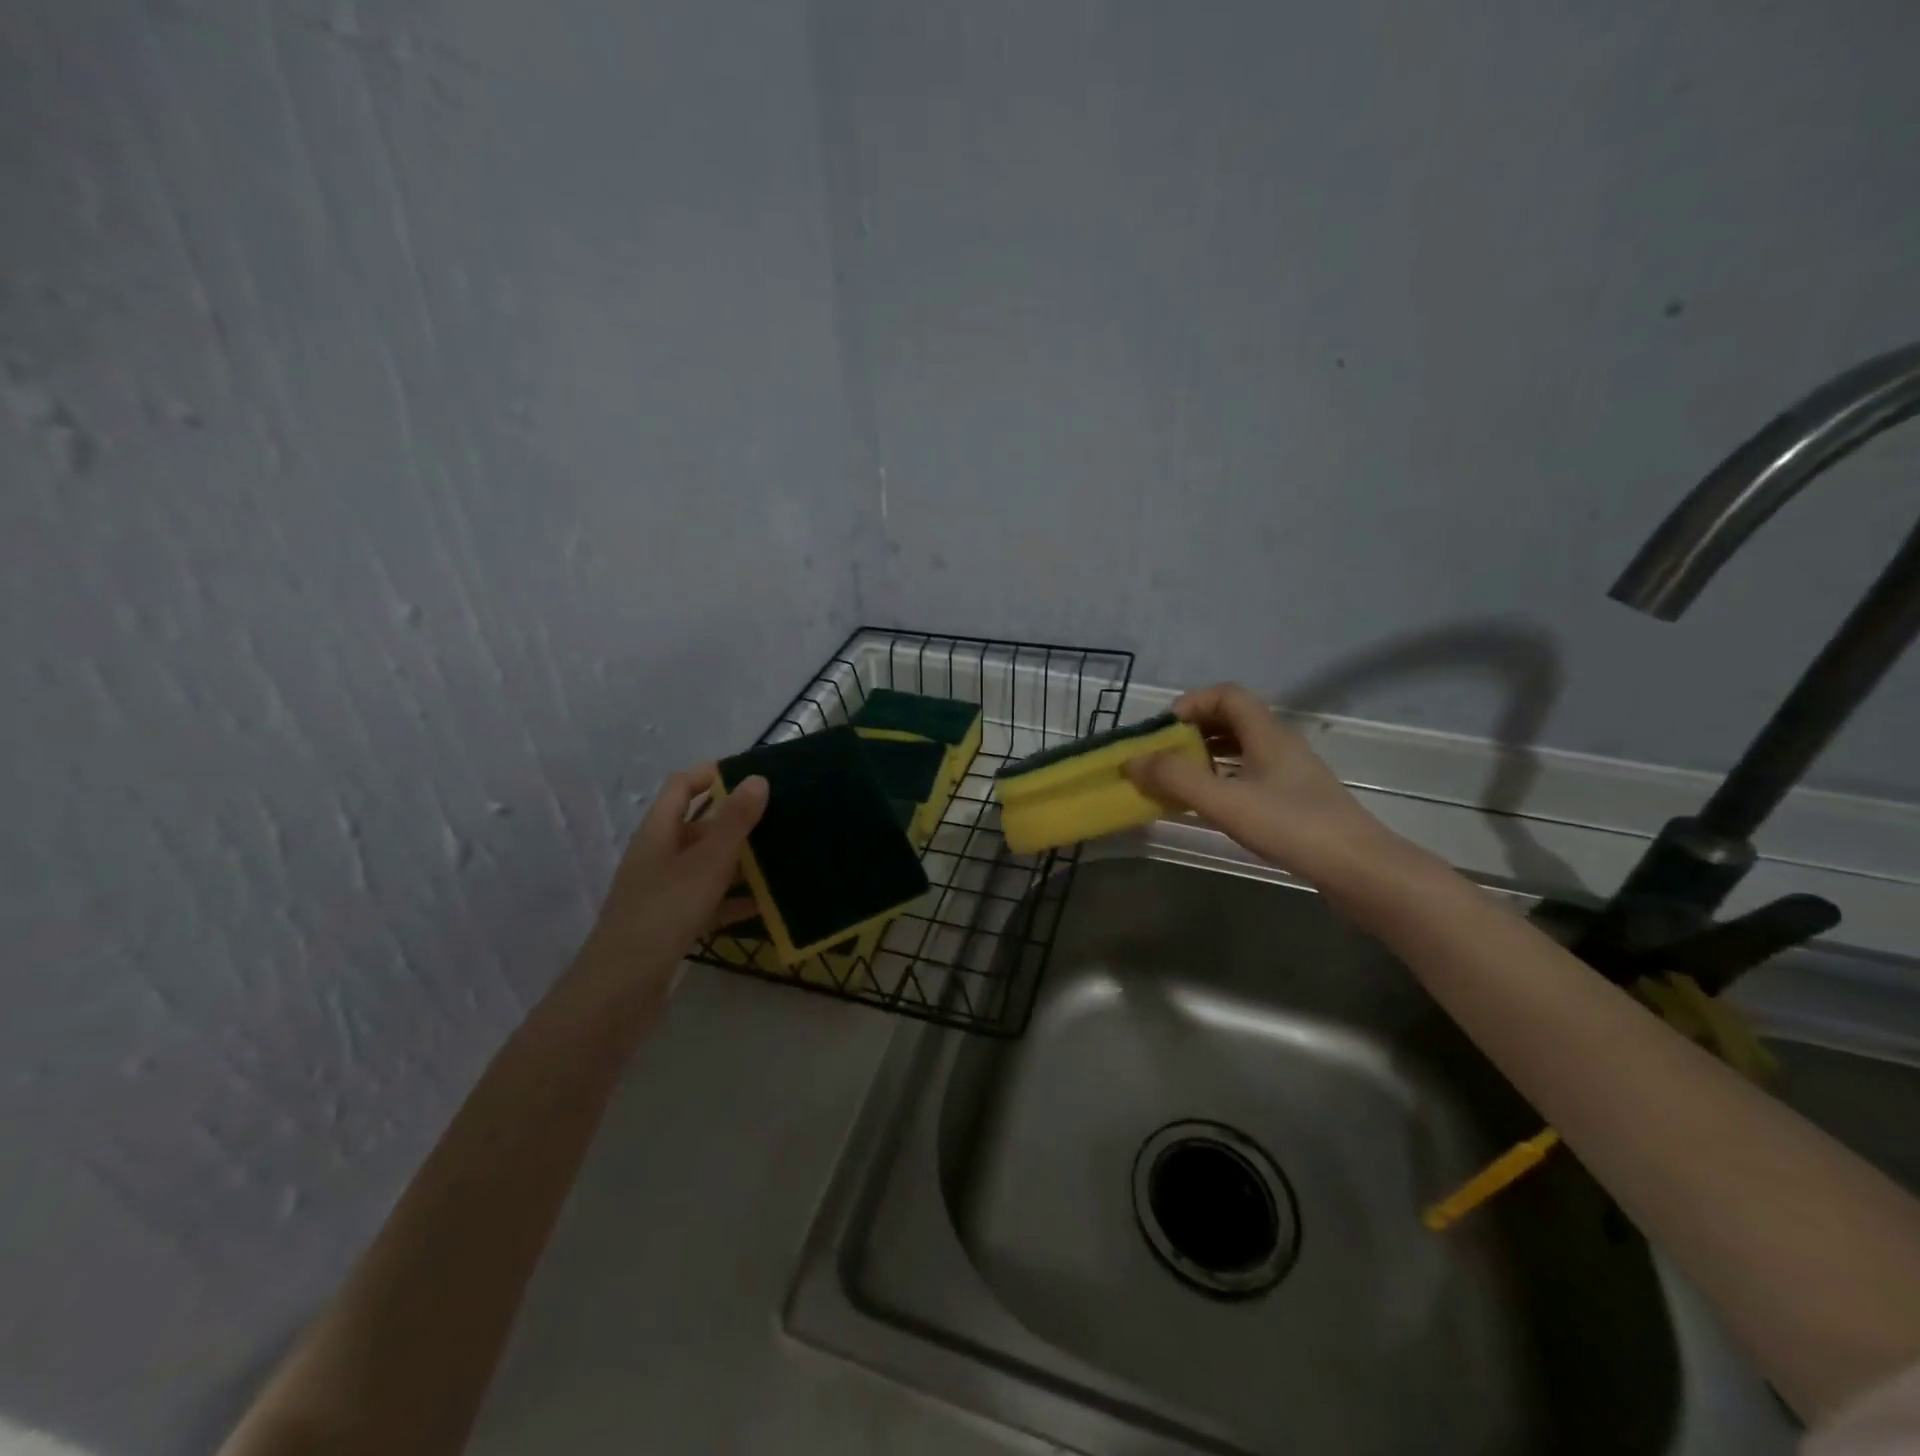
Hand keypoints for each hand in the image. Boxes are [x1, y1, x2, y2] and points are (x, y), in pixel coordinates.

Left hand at [583, 764, 768, 971]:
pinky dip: (736, 899)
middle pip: (699, 826)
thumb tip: (758, 778)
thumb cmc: (663, 914)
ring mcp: (665, 892)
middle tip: (782, 815)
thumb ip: (733, 822)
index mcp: (658, 833)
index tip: (752, 773)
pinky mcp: (674, 924)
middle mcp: (659, 856)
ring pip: (708, 865)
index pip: (681, 787)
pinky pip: (711, 901)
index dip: (711, 774)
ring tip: (784, 855)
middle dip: (737, 819)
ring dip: (741, 860)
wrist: (620, 991)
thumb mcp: (705, 863)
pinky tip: (768, 905)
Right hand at [1124, 683, 1392, 879]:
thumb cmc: (1291, 826)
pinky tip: (1210, 805)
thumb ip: (1176, 779)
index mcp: (1267, 733)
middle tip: (1164, 756)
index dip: (1192, 703)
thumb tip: (1131, 761)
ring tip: (1179, 780)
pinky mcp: (1294, 800)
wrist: (1360, 870)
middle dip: (1193, 731)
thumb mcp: (1225, 801)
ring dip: (1206, 756)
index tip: (1163, 731)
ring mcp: (1290, 773)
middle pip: (1232, 719)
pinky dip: (1222, 779)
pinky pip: (1249, 774)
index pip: (1227, 695)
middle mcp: (1279, 745)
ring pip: (1241, 748)